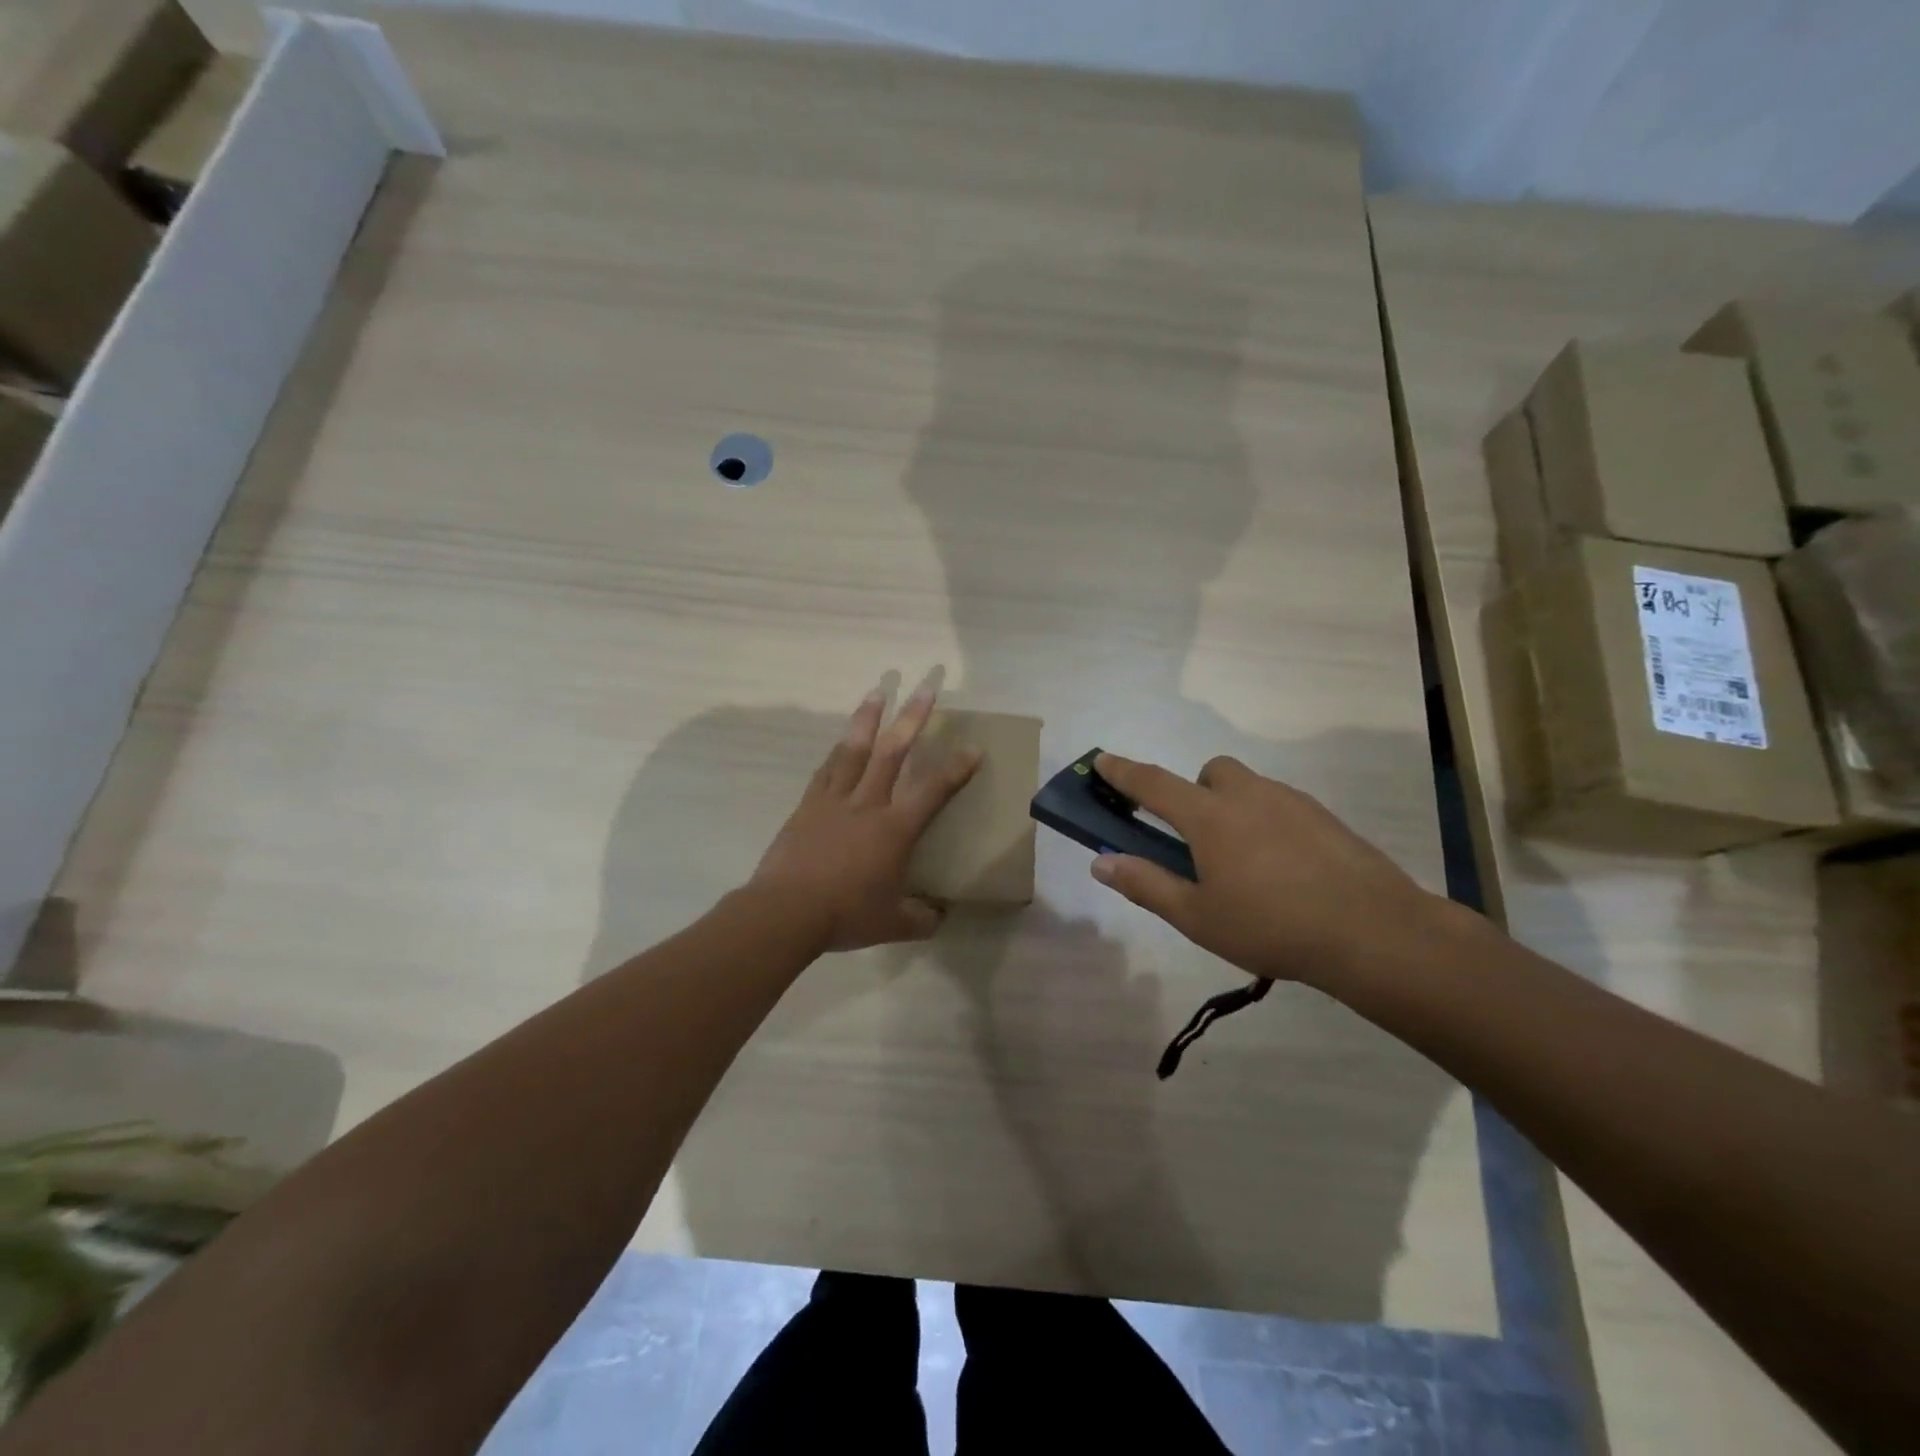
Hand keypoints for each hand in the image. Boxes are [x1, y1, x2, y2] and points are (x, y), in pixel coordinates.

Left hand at [749, 681, 981, 951]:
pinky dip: (836, 753)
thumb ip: (920, 918)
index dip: (956, 769)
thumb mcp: (894, 924)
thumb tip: (937, 916)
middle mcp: (867, 804)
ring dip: (868, 718)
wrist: (786, 912)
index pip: (933, 791)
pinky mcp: (807, 807)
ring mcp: (833, 801)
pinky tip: (839, 743)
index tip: (973, 748)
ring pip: (854, 750)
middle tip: (925, 687)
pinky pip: (825, 771)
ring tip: (877, 692)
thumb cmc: (845, 915)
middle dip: (912, 717)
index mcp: (894, 829)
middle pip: (893, 751)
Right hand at [1088, 752, 1445, 987]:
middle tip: (1199, 841)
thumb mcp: (1197, 917)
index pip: (1153, 784)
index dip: (1123, 771)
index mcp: (1210, 817)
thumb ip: (1146, 884)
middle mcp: (1248, 796)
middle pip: (1209, 773)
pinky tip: (1284, 870)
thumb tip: (1101, 862)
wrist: (1374, 932)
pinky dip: (1268, 823)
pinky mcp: (1325, 817)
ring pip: (1249, 787)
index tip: (1102, 760)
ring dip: (1233, 808)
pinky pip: (1281, 805)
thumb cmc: (1272, 926)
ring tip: (1246, 864)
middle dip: (1194, 793)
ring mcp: (1291, 802)